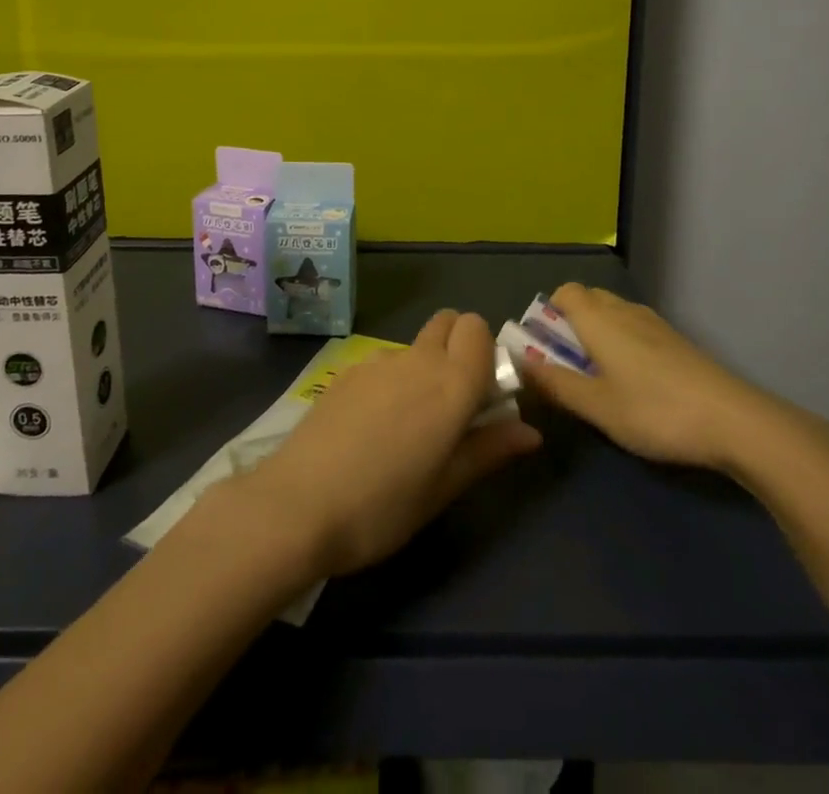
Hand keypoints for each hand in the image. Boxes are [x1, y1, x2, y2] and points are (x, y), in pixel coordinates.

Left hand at [239, 310, 541, 578]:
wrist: (297, 505)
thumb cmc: (382, 506)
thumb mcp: (444, 488)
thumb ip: (489, 450)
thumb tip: (531, 431)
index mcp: (451, 383)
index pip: (478, 328)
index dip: (486, 352)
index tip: (484, 393)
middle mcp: (417, 359)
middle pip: (448, 322)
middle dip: (459, 346)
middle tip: (453, 402)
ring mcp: (377, 360)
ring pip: (415, 345)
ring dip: (424, 367)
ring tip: (407, 426)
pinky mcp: (346, 371)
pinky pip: (383, 362)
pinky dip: (392, 380)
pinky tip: (371, 428)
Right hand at [519, 283, 828, 479]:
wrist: (733, 420)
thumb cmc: (655, 411)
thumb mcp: (598, 406)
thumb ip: (556, 384)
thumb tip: (520, 363)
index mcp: (599, 319)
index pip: (564, 292)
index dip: (549, 314)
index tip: (545, 348)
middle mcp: (624, 311)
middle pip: (588, 299)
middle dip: (571, 324)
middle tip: (568, 366)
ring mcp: (655, 324)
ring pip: (614, 314)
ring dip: (598, 334)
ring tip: (600, 378)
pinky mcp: (677, 341)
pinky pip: (635, 328)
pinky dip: (623, 344)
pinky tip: (634, 383)